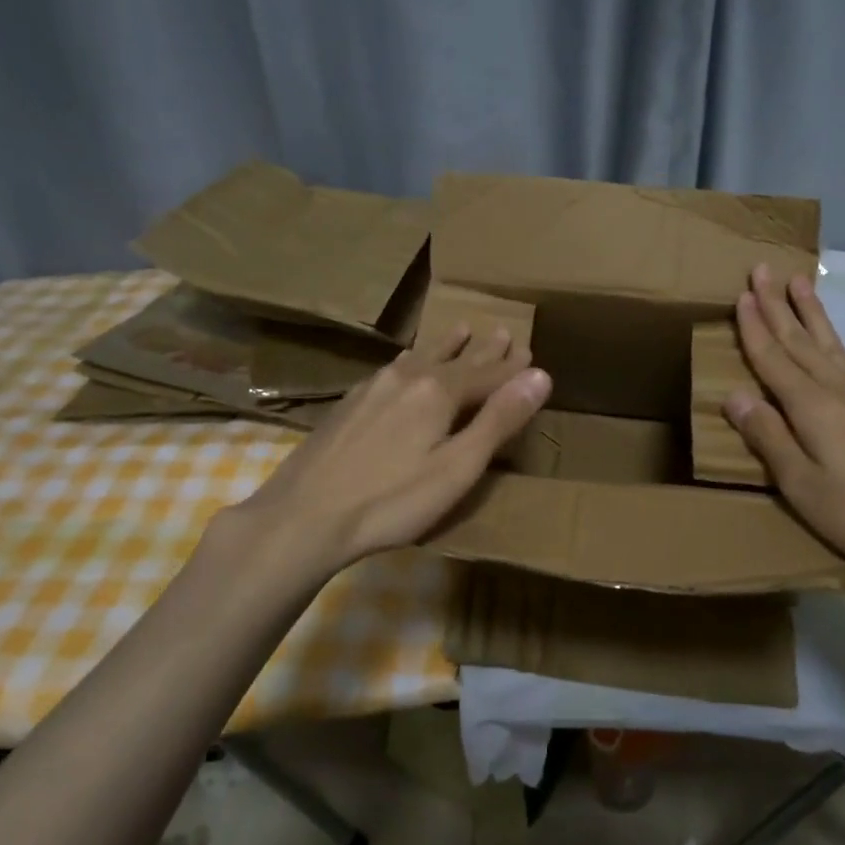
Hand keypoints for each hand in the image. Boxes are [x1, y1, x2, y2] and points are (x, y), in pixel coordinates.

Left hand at [224, 324, 550, 577]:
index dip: (511, 367)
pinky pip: (394, 368)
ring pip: (420, 357)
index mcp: (438, 391)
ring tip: (460, 330)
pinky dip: (414, 359)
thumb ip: (499, 420)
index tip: (530, 352)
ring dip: (446, 345)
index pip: (487, 373)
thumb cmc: (392, 500)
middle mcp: (408, 378)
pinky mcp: (350, 402)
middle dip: (482, 349)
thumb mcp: (457, 468)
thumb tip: (540, 374)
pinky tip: (406, 364)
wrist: (305, 514)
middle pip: (454, 359)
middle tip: (502, 331)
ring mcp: (374, 387)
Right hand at [723, 264, 844, 599]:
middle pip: (802, 340)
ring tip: (800, 282)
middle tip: (763, 268)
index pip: (774, 358)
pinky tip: (834, 344)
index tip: (741, 294)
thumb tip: (734, 394)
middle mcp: (840, 391)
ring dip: (811, 312)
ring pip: (831, 344)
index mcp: (813, 408)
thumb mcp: (803, 486)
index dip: (755, 327)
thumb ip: (769, 437)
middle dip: (779, 304)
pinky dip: (836, 341)